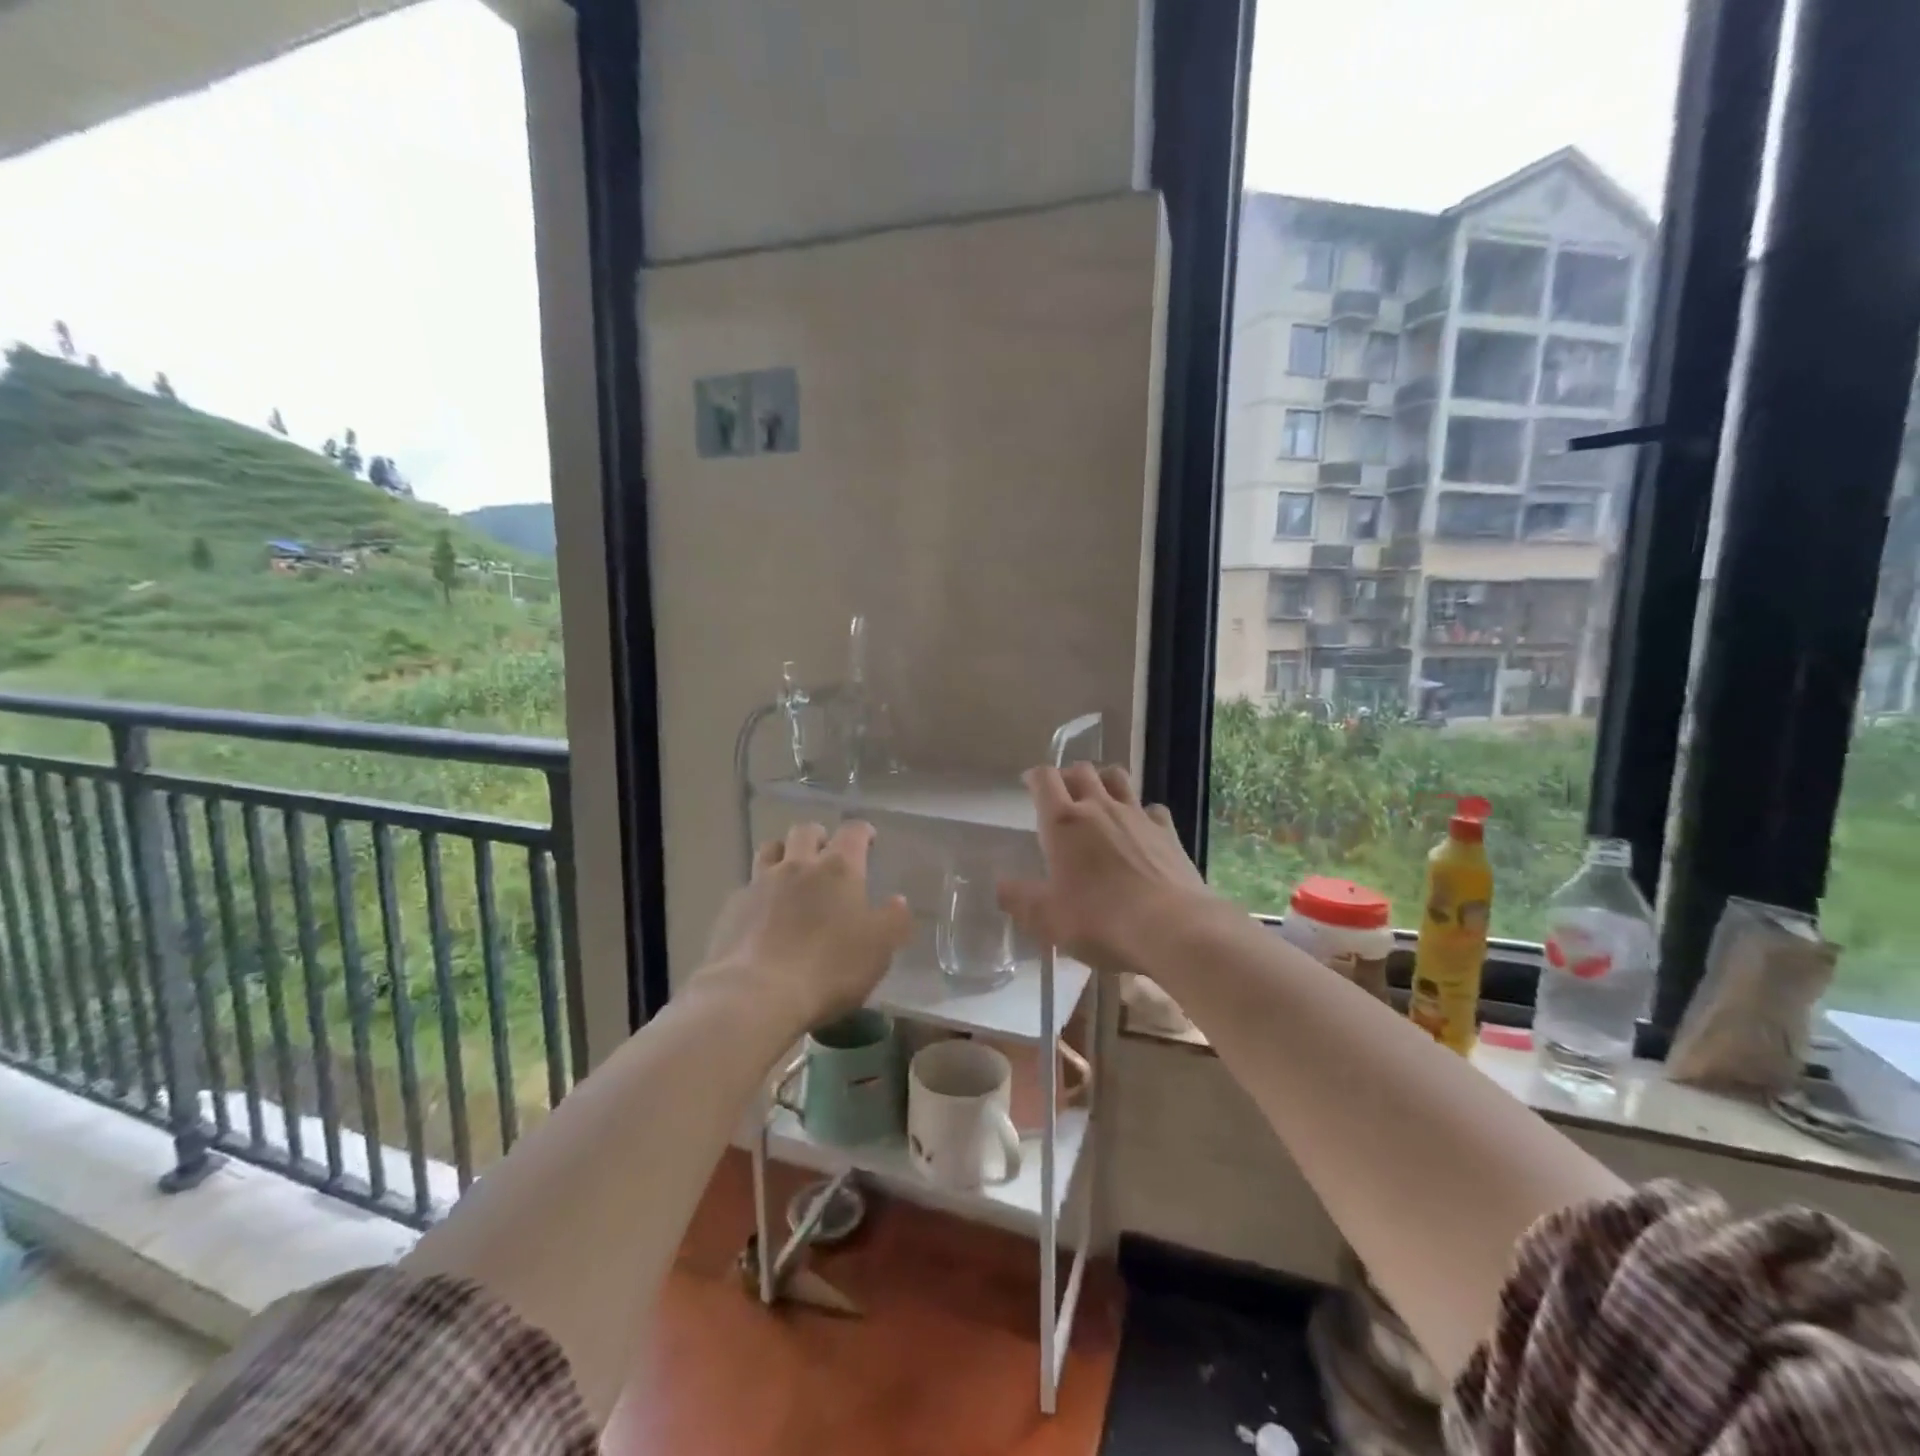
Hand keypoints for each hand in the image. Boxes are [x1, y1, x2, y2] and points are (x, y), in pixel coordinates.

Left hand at [700, 820, 911, 1029]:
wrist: (756, 994)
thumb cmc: (829, 968)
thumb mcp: (879, 949)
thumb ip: (894, 920)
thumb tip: (898, 901)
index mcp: (838, 869)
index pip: (852, 832)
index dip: (862, 832)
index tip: (868, 839)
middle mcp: (798, 865)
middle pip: (805, 831)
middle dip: (818, 836)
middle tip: (826, 852)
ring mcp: (760, 883)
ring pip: (770, 849)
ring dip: (784, 853)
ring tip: (791, 871)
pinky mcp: (732, 907)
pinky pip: (748, 886)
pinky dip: (759, 890)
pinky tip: (763, 912)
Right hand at [997, 764, 1213, 973]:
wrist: (1173, 930)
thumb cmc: (1100, 921)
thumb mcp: (1047, 918)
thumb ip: (1019, 898)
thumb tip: (1001, 886)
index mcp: (1064, 822)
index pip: (1045, 779)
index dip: (1034, 777)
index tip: (1029, 783)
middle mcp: (1099, 808)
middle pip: (1082, 771)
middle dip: (1068, 776)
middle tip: (1061, 793)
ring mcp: (1137, 816)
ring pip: (1118, 778)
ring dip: (1104, 780)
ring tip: (1099, 796)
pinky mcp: (1168, 832)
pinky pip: (1152, 809)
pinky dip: (1143, 812)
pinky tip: (1141, 828)